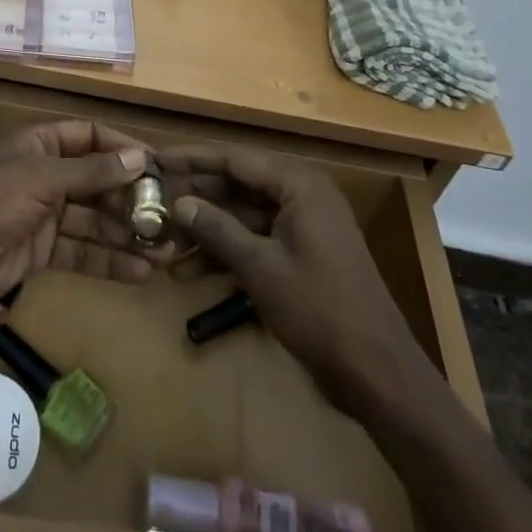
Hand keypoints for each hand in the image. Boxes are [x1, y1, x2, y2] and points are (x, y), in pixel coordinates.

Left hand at [0, 120, 155, 325]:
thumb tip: (141, 159)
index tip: (158, 165)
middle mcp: (42, 176)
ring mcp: (41, 217)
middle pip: (94, 182)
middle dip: (130, 198)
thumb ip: (91, 171)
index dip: (121, 148)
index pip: (88, 137)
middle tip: (168, 216)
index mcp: (38, 145)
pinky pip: (80, 253)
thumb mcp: (41, 178)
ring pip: (92, 221)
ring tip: (165, 250)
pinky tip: (140, 272)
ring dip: (126, 234)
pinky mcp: (39, 254)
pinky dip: (108, 262)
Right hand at [162, 146, 430, 416]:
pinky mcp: (301, 255)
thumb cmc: (319, 309)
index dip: (193, 158)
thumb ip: (217, 230)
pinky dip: (228, 253)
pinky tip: (192, 273)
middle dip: (197, 198)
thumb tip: (179, 202)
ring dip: (208, 231)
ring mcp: (303, 227)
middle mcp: (302, 196)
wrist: (377, 373)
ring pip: (244, 216)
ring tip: (165, 244)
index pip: (235, 159)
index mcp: (299, 185)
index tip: (156, 160)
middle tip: (154, 202)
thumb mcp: (260, 268)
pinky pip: (257, 241)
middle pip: (238, 185)